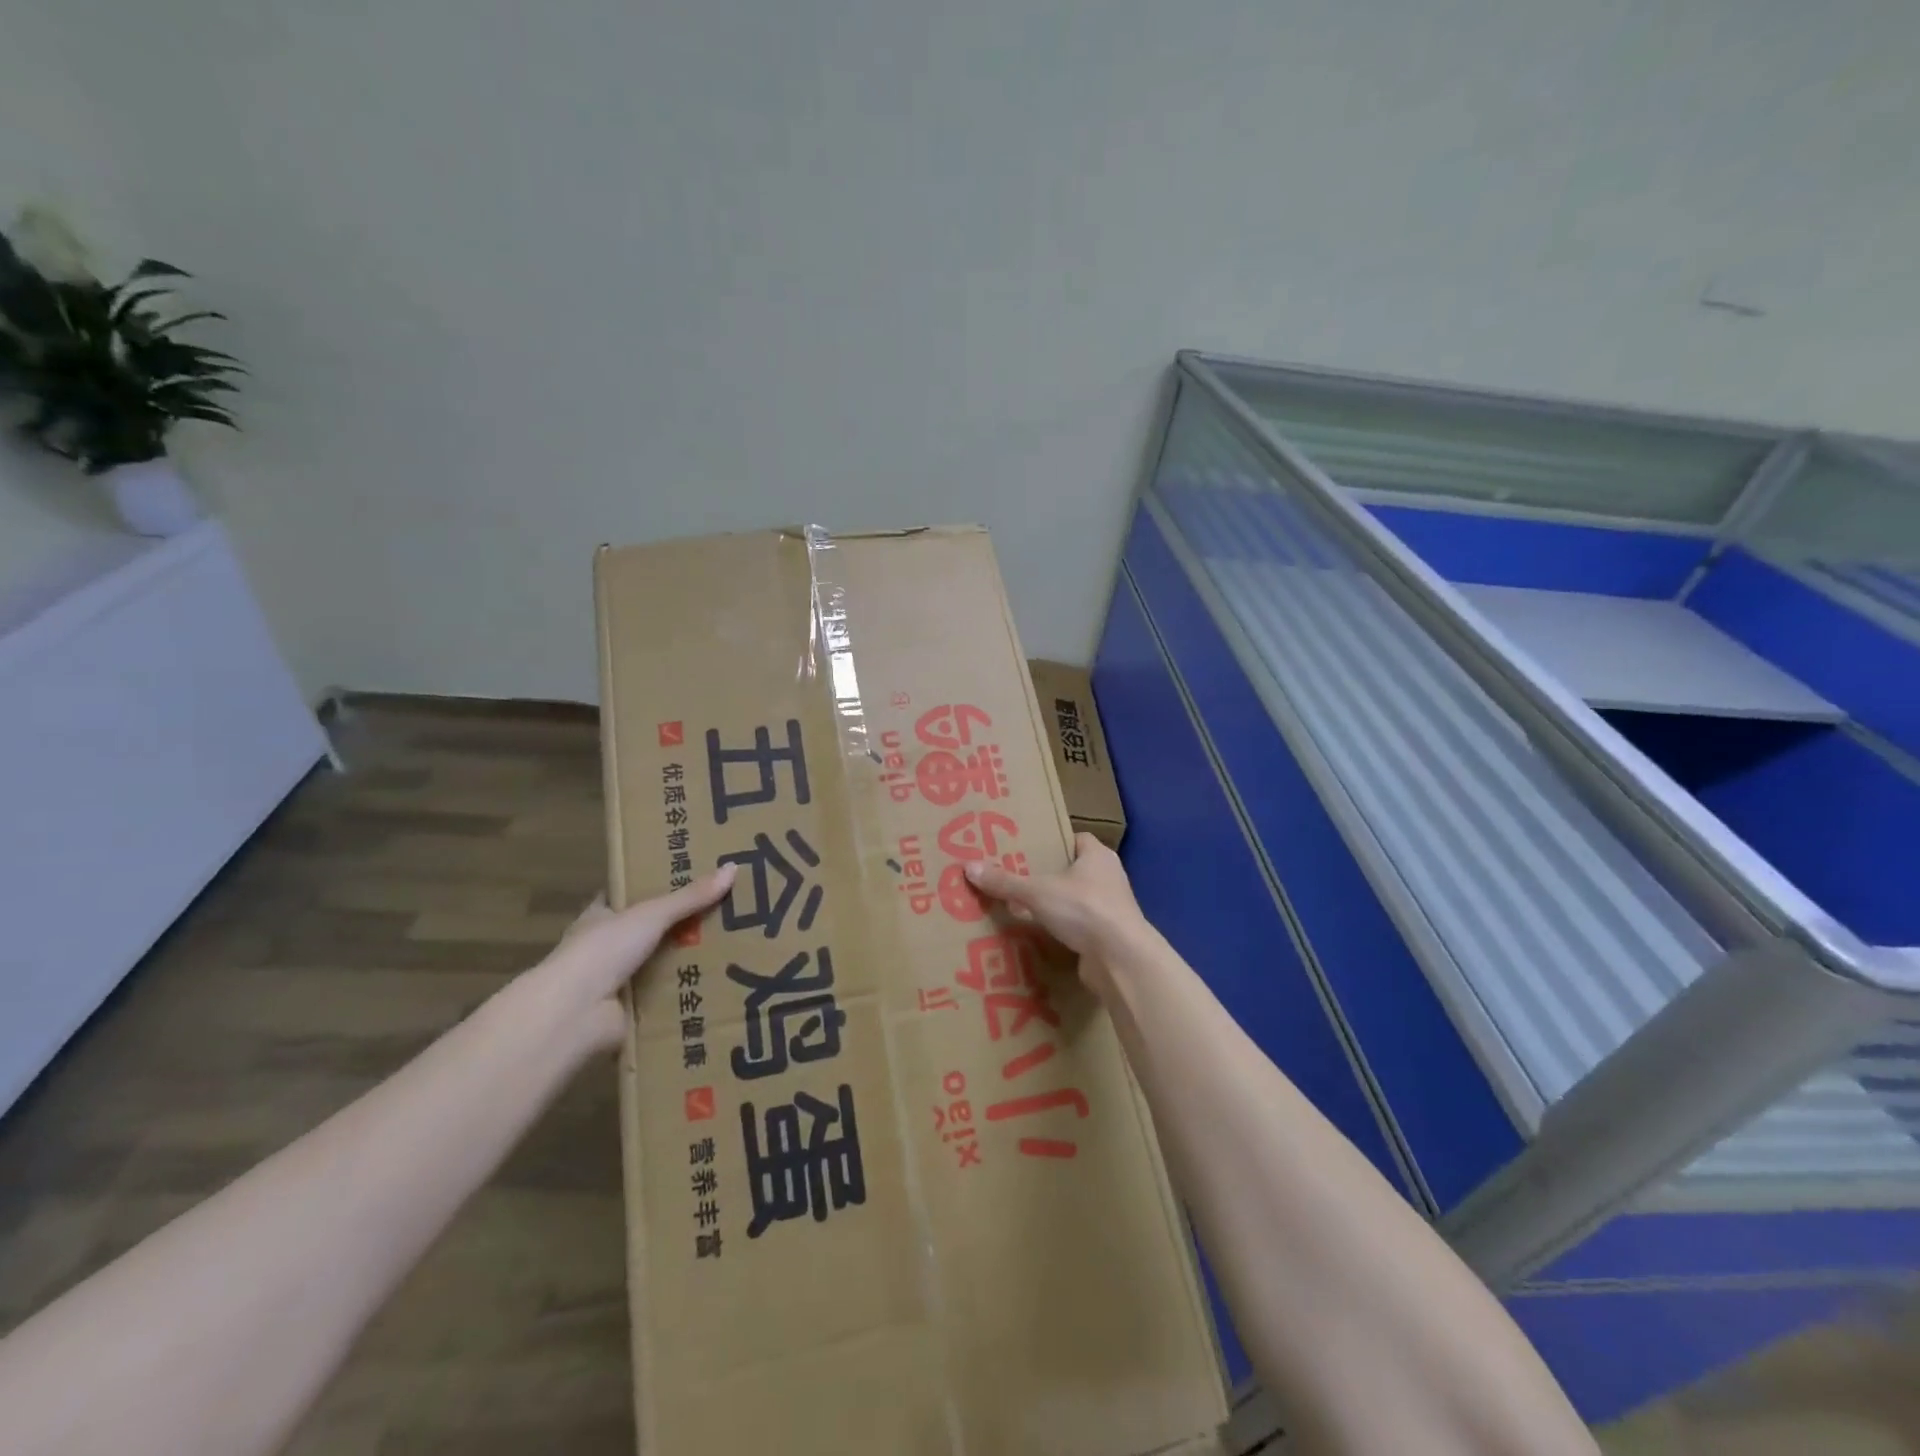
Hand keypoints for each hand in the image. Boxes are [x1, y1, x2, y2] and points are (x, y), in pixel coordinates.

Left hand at [521, 866, 737, 1051]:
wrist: (575, 1014)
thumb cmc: (604, 951)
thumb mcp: (652, 915)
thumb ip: (690, 896)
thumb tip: (733, 868)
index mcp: (601, 918)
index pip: (629, 897)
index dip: (656, 887)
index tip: (693, 879)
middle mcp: (605, 948)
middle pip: (650, 932)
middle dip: (683, 926)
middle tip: (727, 915)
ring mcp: (615, 982)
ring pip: (659, 965)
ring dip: (687, 963)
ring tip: (733, 950)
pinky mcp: (629, 1012)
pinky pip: (664, 998)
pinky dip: (685, 995)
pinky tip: (718, 988)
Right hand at [964, 833, 1152, 990]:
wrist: (1121, 959)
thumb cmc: (1084, 909)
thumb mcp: (1037, 892)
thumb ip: (1005, 881)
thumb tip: (968, 867)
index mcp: (1098, 856)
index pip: (1075, 839)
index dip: (1053, 842)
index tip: (1027, 849)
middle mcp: (1108, 878)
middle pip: (1073, 870)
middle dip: (1047, 875)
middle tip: (1015, 877)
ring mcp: (1110, 909)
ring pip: (1075, 900)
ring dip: (1054, 905)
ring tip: (1020, 907)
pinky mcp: (1107, 937)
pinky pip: (1078, 927)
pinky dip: (1061, 930)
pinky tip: (1037, 934)